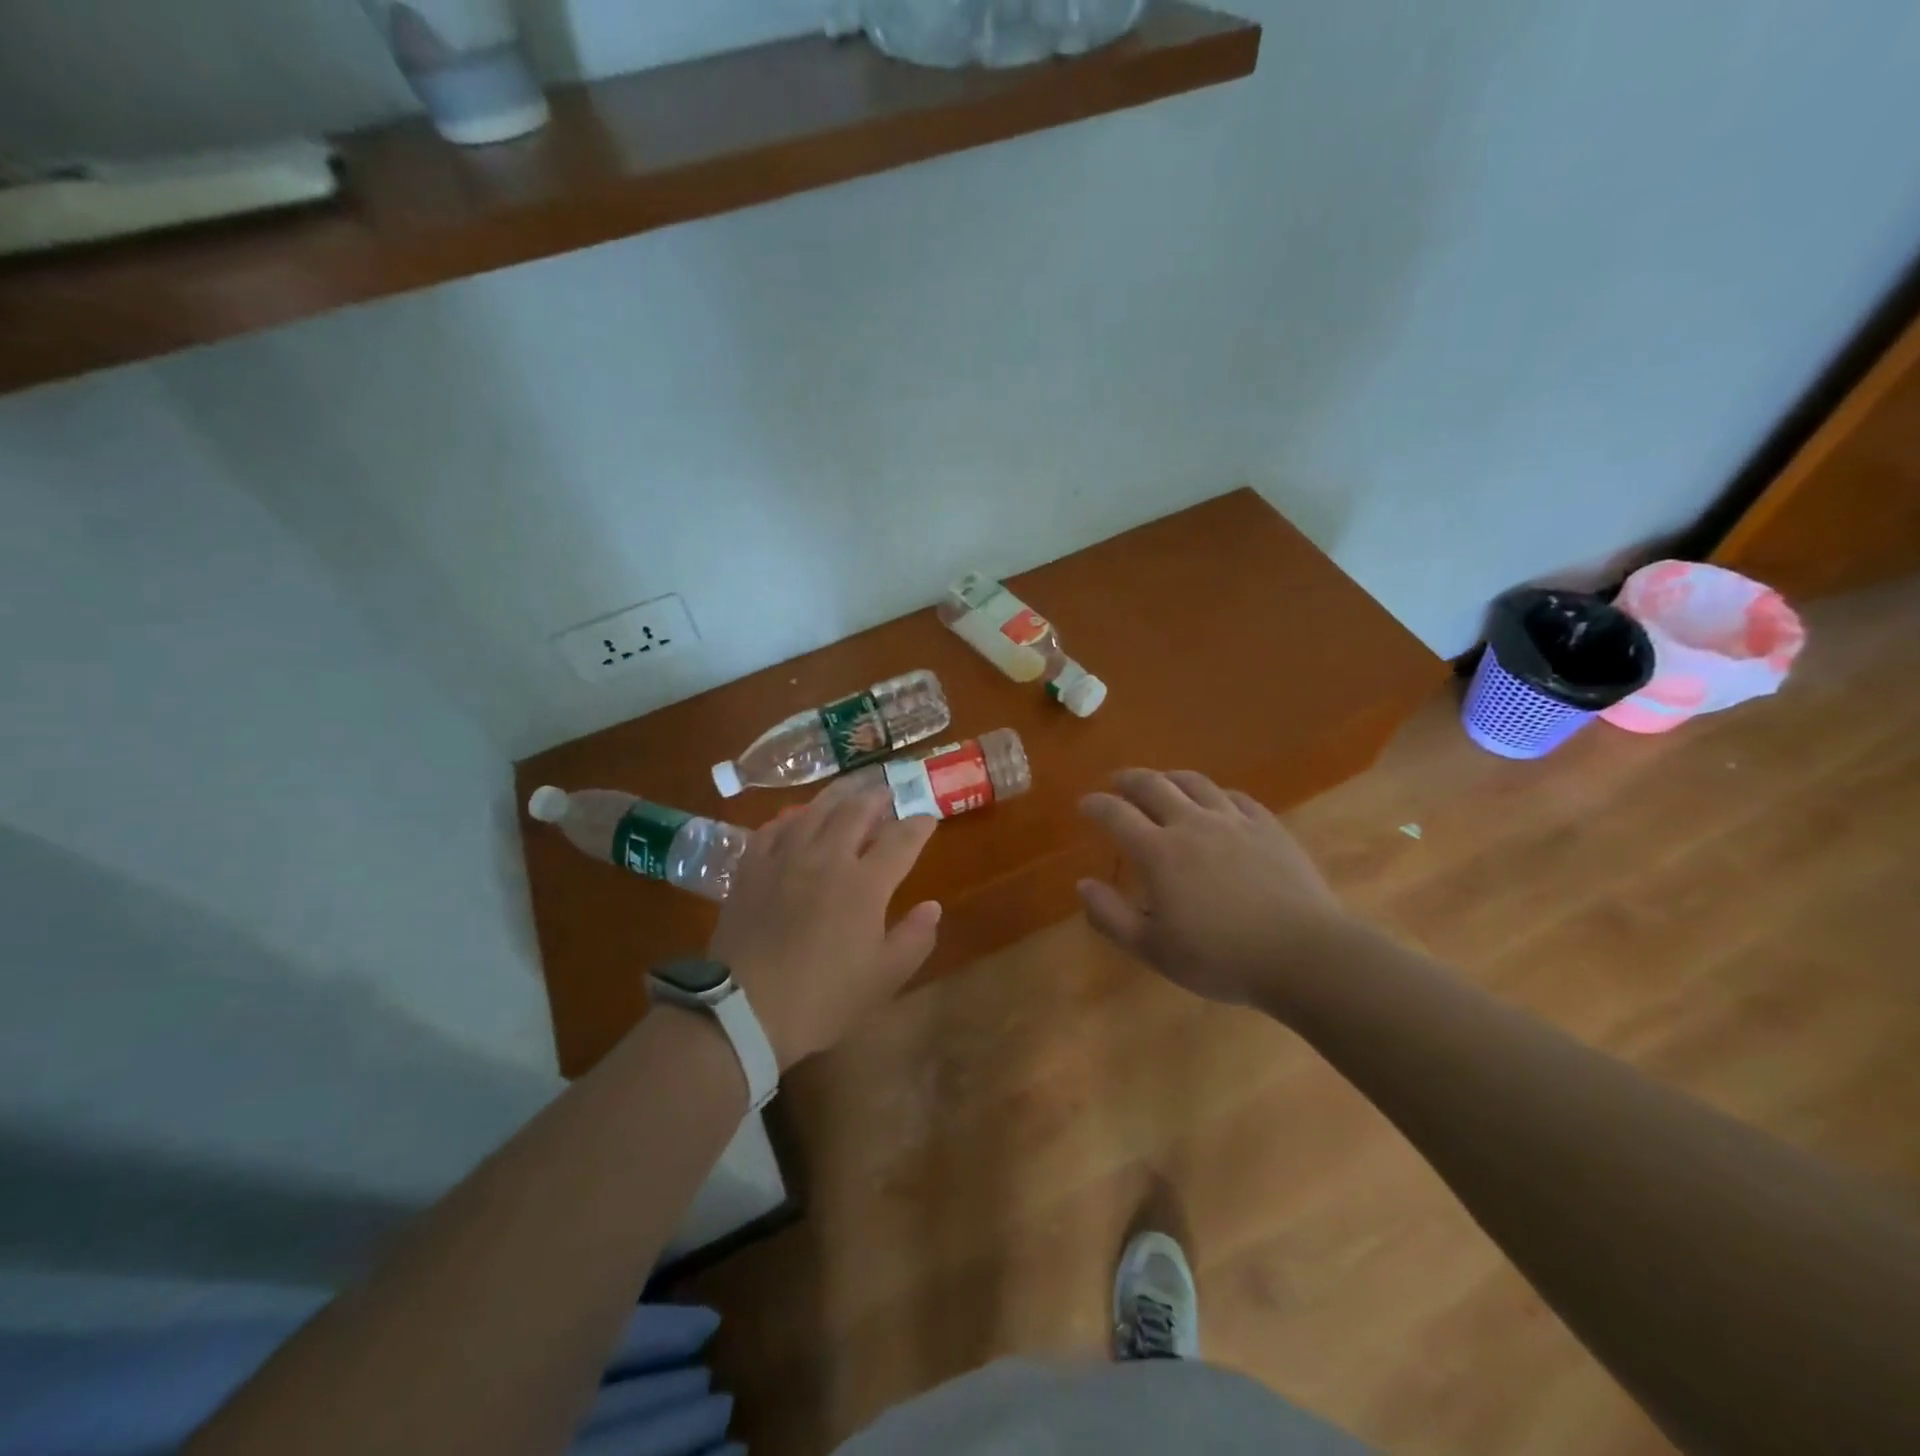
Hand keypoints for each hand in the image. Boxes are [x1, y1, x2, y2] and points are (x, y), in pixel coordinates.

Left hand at [708, 789, 941, 1069]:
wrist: (744, 1011)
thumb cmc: (823, 999)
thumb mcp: (883, 978)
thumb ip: (914, 938)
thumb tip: (933, 906)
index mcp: (864, 884)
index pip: (900, 840)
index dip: (918, 826)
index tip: (928, 819)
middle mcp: (826, 858)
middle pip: (856, 812)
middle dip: (876, 798)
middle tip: (886, 793)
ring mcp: (784, 859)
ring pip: (813, 812)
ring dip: (836, 798)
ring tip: (848, 794)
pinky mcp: (750, 869)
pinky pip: (773, 829)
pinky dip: (791, 819)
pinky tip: (795, 821)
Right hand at [1077, 769, 1351, 1006]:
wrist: (1303, 955)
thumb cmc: (1221, 958)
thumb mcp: (1153, 950)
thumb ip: (1111, 917)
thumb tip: (1083, 884)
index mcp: (1159, 852)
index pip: (1116, 814)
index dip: (1096, 805)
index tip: (1085, 804)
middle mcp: (1192, 824)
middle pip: (1153, 785)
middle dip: (1128, 780)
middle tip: (1117, 782)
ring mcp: (1234, 821)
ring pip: (1195, 783)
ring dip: (1170, 777)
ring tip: (1161, 781)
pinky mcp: (1268, 827)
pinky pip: (1235, 797)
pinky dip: (1214, 793)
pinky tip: (1215, 801)